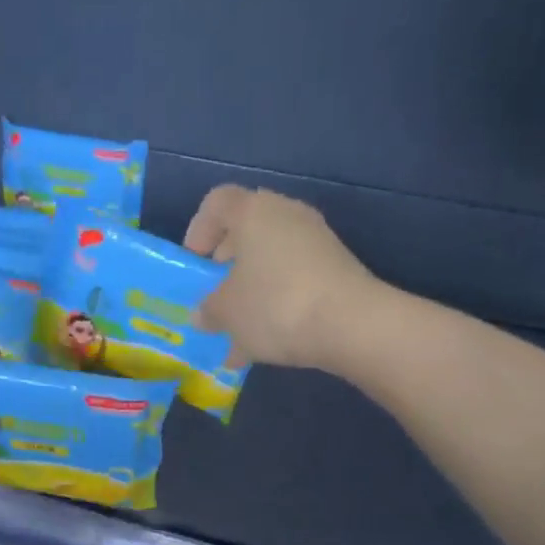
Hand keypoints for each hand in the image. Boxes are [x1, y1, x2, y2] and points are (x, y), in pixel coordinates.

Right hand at [184, 186, 374, 369]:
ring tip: (238, 330)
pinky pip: (293, 280)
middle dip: (226, 264)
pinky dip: (276, 303)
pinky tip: (266, 342)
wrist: (350, 324)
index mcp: (253, 212)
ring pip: (270, 259)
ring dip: (251, 289)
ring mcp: (316, 241)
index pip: (217, 202)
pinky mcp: (335, 268)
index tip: (194, 263)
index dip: (199, 229)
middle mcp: (286, 215)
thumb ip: (209, 310)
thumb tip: (203, 314)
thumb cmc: (274, 305)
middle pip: (247, 230)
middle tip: (215, 293)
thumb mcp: (227, 313)